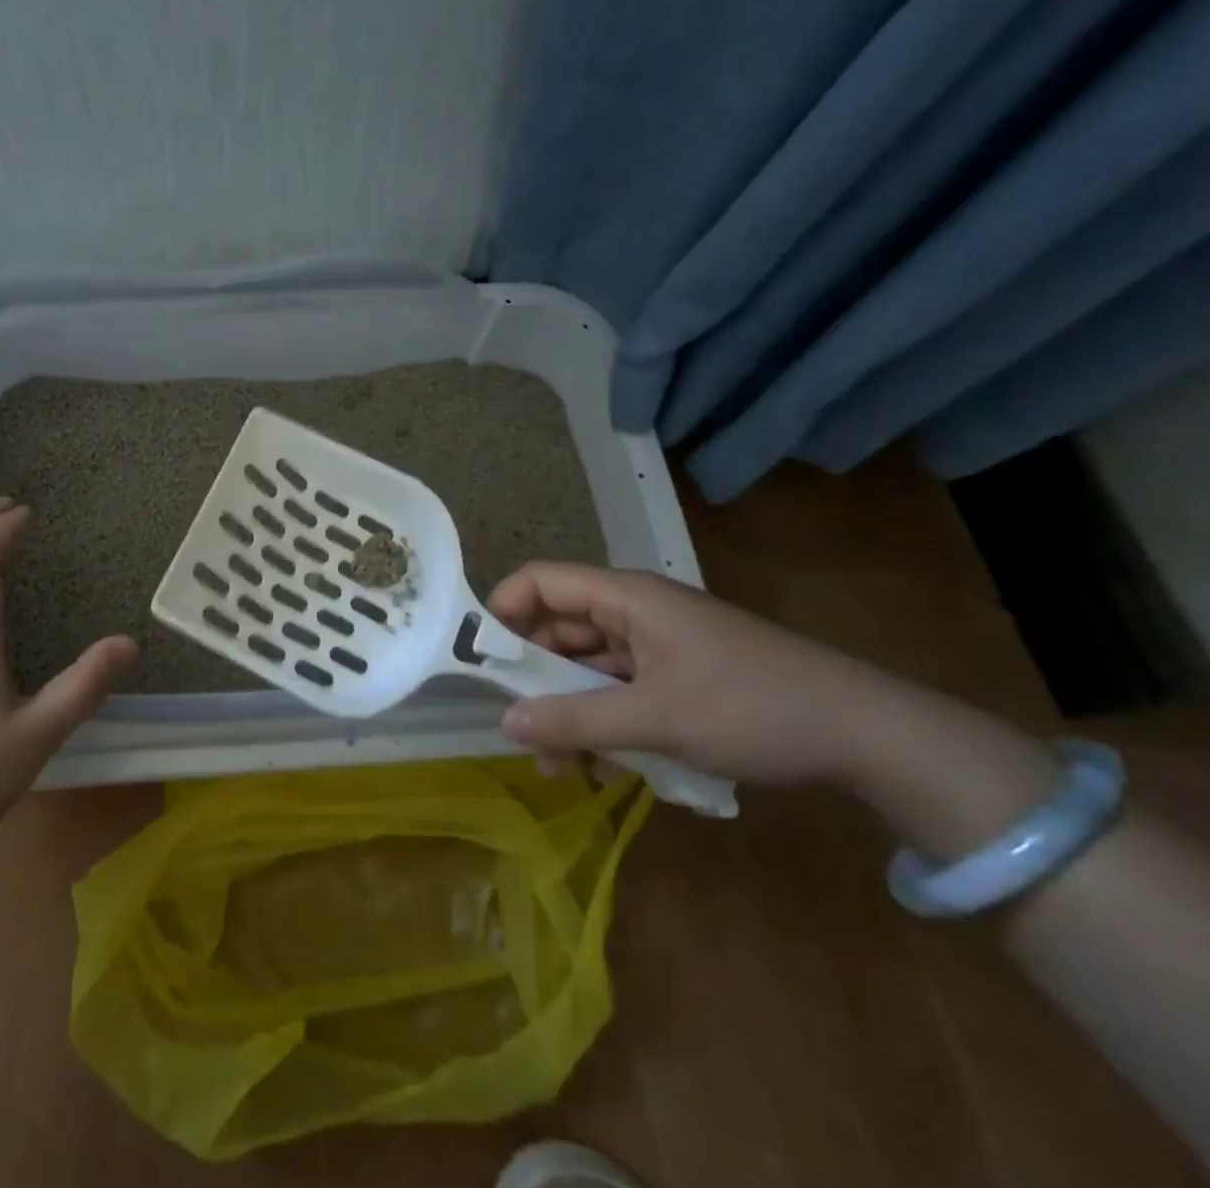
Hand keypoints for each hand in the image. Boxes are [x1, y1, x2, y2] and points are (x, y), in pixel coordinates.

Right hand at [487, 562, 932, 786]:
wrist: (867, 735)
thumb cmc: (753, 708)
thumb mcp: (657, 718)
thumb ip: (576, 720)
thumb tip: (506, 723)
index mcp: (626, 598)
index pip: (540, 581)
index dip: (502, 611)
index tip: (482, 662)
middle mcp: (634, 612)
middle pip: (558, 629)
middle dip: (534, 680)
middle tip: (522, 732)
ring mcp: (656, 645)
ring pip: (587, 667)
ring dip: (568, 710)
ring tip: (563, 767)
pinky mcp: (676, 676)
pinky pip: (618, 689)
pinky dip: (603, 721)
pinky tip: (605, 766)